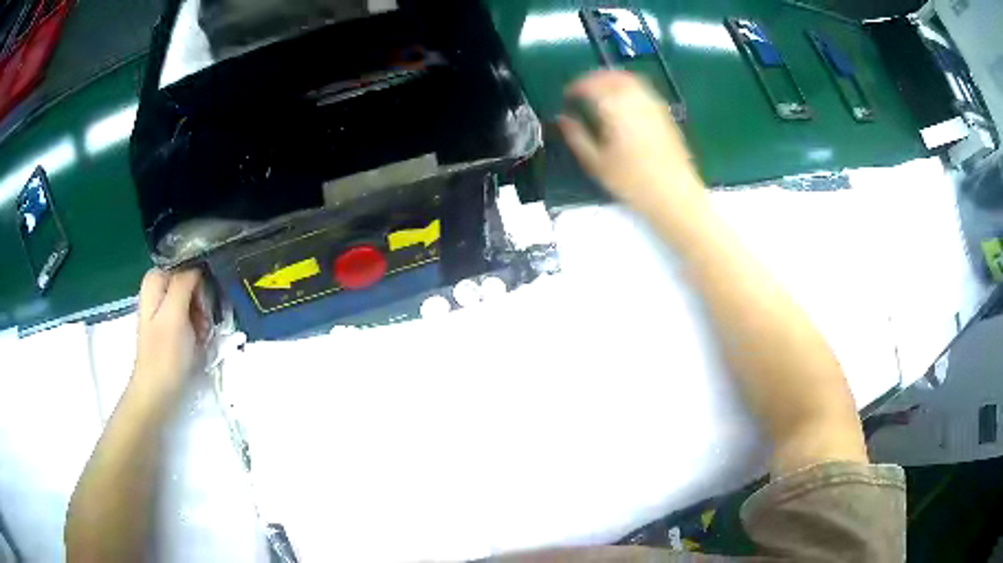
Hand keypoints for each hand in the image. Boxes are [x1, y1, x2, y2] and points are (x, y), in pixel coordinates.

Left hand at [131, 269, 208, 398]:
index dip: (199, 281)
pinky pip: (190, 316)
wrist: (157, 393)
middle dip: (201, 300)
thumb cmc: (165, 354)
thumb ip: (184, 283)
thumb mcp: (175, 314)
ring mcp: (163, 309)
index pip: (186, 265)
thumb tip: (198, 266)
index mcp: (155, 280)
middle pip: (189, 282)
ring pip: (192, 300)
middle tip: (203, 322)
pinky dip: (197, 326)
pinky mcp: (169, 327)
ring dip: (201, 315)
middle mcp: (157, 289)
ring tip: (201, 335)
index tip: (204, 303)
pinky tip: (198, 340)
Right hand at [558, 71, 704, 209]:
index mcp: (615, 107)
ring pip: (629, 80)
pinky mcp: (665, 113)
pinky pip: (642, 90)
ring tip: (600, 94)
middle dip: (593, 79)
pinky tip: (623, 104)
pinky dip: (628, 88)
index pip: (590, 85)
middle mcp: (635, 98)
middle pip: (611, 76)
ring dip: (611, 80)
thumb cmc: (632, 182)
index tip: (566, 96)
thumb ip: (576, 136)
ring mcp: (653, 104)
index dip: (575, 87)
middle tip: (581, 90)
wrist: (674, 194)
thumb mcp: (596, 163)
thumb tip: (562, 118)